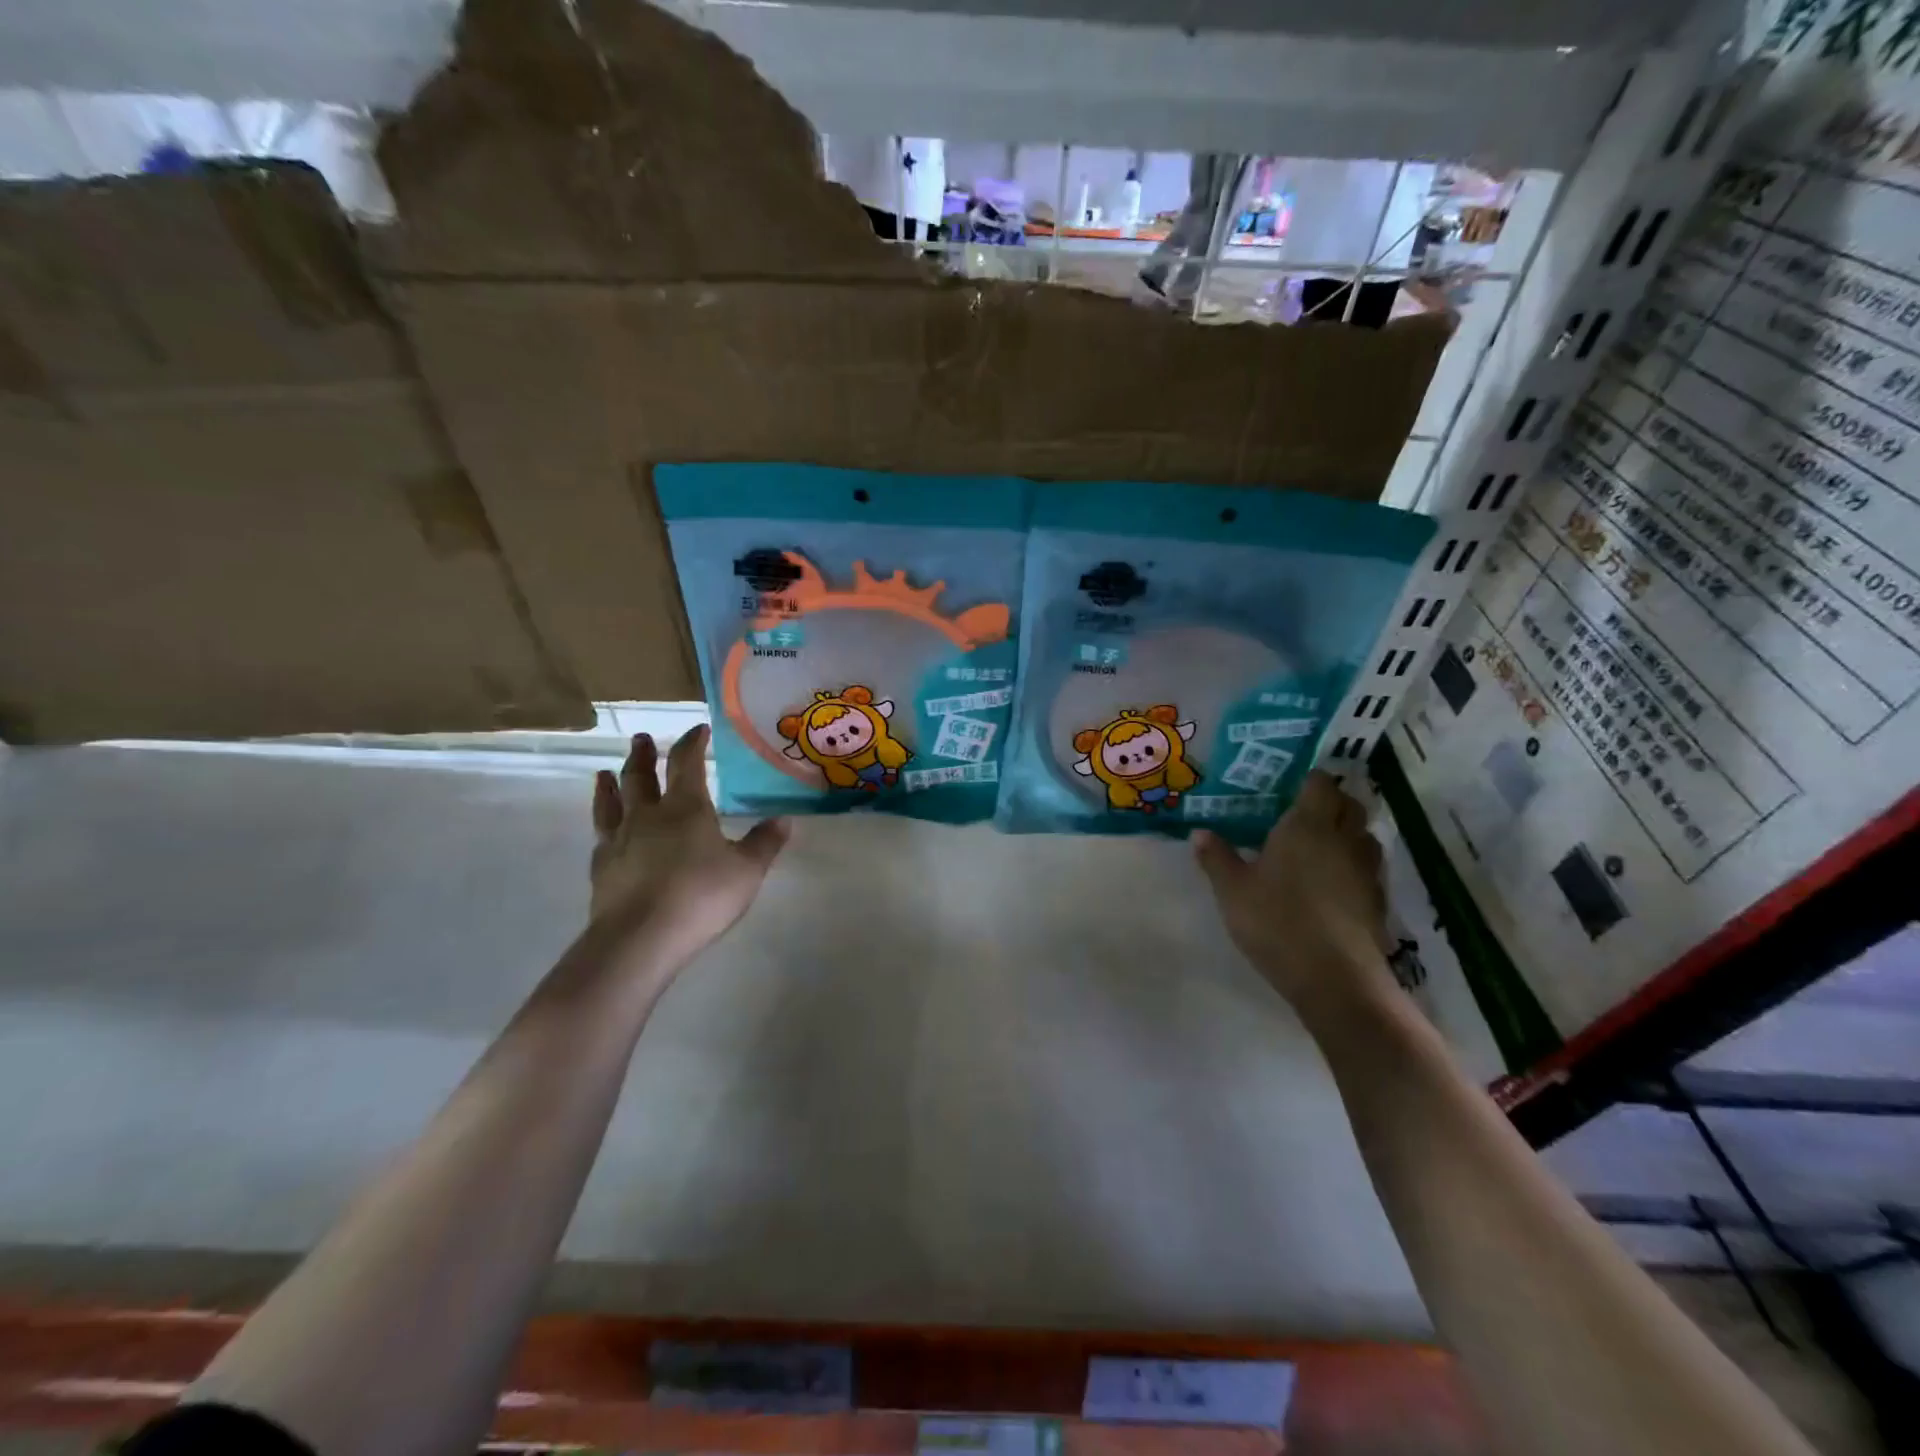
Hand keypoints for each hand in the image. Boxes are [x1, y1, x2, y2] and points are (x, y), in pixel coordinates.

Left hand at [590, 726, 788, 966]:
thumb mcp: (747, 871)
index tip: (698, 729)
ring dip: (611, 783)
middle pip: (641, 776)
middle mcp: (648, 815)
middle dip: (644, 755)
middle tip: (642, 739)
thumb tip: (784, 819)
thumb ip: (764, 843)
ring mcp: (618, 840)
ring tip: (605, 771)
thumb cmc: (700, 896)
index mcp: (686, 808)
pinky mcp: (601, 868)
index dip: (693, 742)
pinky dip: (603, 823)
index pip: (688, 763)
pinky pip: (600, 835)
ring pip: (612, 802)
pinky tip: (604, 830)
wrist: (640, 938)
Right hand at [1193, 772, 1395, 1020]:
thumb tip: (1199, 832)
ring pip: (1364, 835)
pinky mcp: (1377, 900)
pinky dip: (1353, 865)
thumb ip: (1217, 858)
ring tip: (1319, 845)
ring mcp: (1365, 870)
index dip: (1309, 780)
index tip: (1289, 785)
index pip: (1320, 784)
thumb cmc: (1277, 922)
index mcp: (1307, 826)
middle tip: (1302, 812)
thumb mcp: (1233, 890)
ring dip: (1347, 832)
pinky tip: (1332, 883)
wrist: (1335, 979)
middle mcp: (1343, 839)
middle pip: (1350, 804)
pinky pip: (1367, 868)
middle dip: (1331, 802)